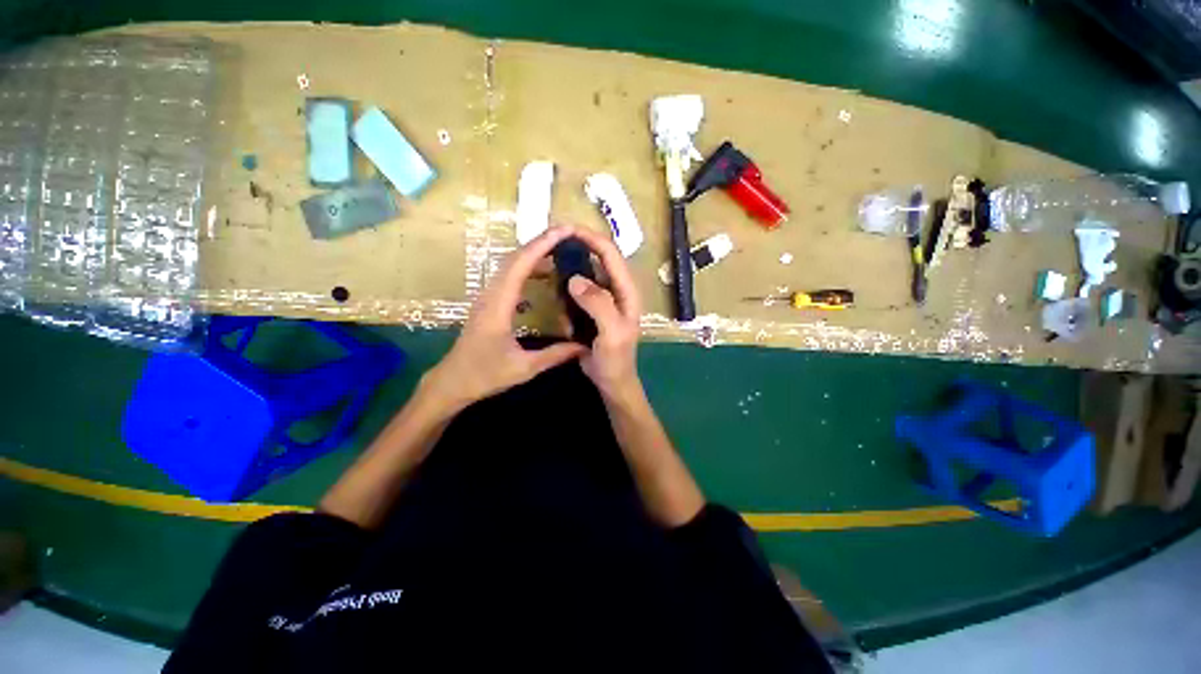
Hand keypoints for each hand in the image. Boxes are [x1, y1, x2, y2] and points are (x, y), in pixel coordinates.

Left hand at [423, 226, 586, 409]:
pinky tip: (543, 275)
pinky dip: (528, 268)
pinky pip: (510, 277)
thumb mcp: (524, 367)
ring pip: (511, 265)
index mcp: (498, 304)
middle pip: (515, 258)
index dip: (542, 244)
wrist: (451, 382)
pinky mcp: (489, 303)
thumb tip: (585, 346)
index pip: (521, 264)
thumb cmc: (485, 375)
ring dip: (534, 253)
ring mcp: (488, 297)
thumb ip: (556, 355)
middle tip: (568, 234)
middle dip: (541, 242)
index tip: (564, 230)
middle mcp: (491, 293)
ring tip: (560, 249)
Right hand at [565, 228, 643, 398]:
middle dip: (578, 248)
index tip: (568, 229)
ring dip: (571, 267)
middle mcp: (617, 289)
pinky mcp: (592, 308)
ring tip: (551, 265)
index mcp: (627, 291)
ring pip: (587, 273)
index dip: (592, 238)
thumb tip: (575, 278)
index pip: (611, 255)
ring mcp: (604, 298)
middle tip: (553, 243)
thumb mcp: (611, 333)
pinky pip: (578, 291)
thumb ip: (598, 304)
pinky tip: (557, 294)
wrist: (611, 381)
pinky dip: (567, 289)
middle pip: (599, 258)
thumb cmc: (616, 359)